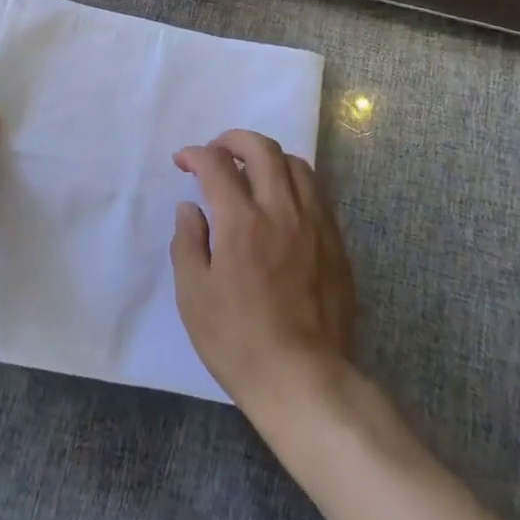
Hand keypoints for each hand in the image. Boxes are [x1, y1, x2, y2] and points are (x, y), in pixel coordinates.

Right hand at [170, 130, 355, 422]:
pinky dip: (293, 182)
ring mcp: (314, 223)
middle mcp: (281, 210)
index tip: (184, 161)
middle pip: (262, 149)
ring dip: (268, 157)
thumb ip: (187, 242)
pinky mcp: (335, 241)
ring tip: (251, 172)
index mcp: (242, 222)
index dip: (196, 154)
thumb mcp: (194, 297)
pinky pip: (316, 192)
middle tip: (217, 151)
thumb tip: (190, 208)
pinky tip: (282, 201)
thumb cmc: (239, 341)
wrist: (304, 380)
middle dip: (233, 139)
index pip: (217, 165)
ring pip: (295, 164)